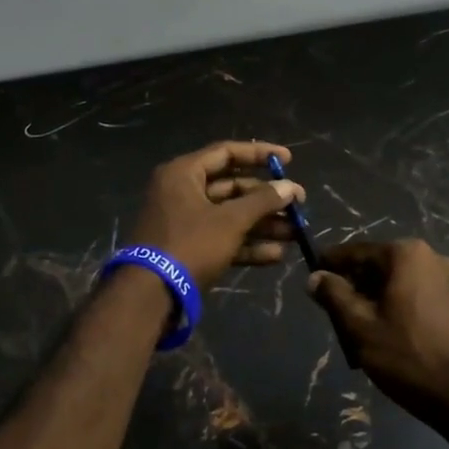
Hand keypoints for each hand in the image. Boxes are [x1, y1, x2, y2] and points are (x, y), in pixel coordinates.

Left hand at [125, 141, 302, 291]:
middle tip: (298, 204)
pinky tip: (276, 255)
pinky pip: (222, 238)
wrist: (150, 295)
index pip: (226, 152)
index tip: (287, 160)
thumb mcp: (230, 221)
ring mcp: (185, 222)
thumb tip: (290, 188)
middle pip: (231, 186)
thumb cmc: (190, 245)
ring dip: (262, 224)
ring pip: (230, 215)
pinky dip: (247, 244)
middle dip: (266, 198)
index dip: (259, 154)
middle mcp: (182, 191)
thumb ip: (262, 201)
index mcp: (184, 173)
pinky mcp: (189, 248)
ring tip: (295, 233)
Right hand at [306, 240, 448, 427]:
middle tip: (333, 312)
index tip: (311, 277)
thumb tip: (314, 277)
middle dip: (355, 285)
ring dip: (376, 298)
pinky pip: (418, 294)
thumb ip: (334, 296)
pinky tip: (389, 333)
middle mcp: (430, 256)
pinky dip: (399, 306)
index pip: (356, 252)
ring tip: (359, 328)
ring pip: (398, 281)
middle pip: (378, 265)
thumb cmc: (409, 357)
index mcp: (405, 254)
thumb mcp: (361, 327)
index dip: (330, 265)